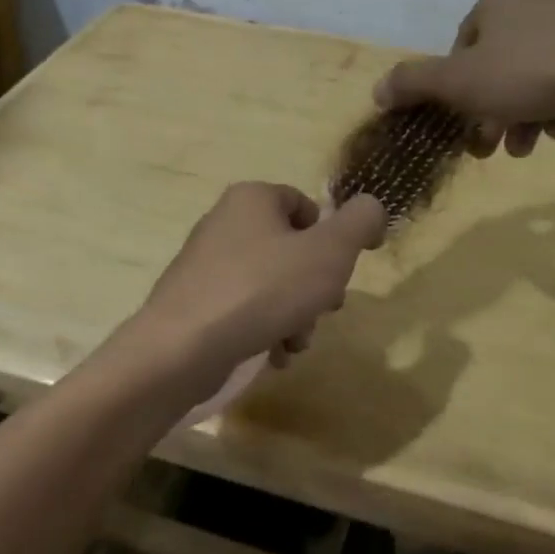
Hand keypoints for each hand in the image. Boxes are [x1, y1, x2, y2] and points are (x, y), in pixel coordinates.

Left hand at [136, 183, 387, 381]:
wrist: (183, 346)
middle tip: (325, 310)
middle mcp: (224, 222)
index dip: (332, 238)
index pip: (305, 206)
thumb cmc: (263, 290)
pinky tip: (272, 354)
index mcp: (252, 199)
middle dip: (314, 285)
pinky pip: (243, 307)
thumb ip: (360, 223)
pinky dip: (264, 328)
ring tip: (295, 343)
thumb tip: (371, 207)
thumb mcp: (329, 252)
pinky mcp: (193, 300)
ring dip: (294, 313)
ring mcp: (205, 262)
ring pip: (269, 283)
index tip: (341, 272)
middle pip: (289, 249)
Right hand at [374, 0, 554, 156]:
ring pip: (535, 73)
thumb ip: (414, 84)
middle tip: (495, 148)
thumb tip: (376, 89)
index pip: (460, 48)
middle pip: (498, 65)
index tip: (465, 126)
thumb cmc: (532, 72)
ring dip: (524, 113)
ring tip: (531, 147)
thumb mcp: (460, 84)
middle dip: (492, 111)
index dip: (456, 92)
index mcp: (496, 0)